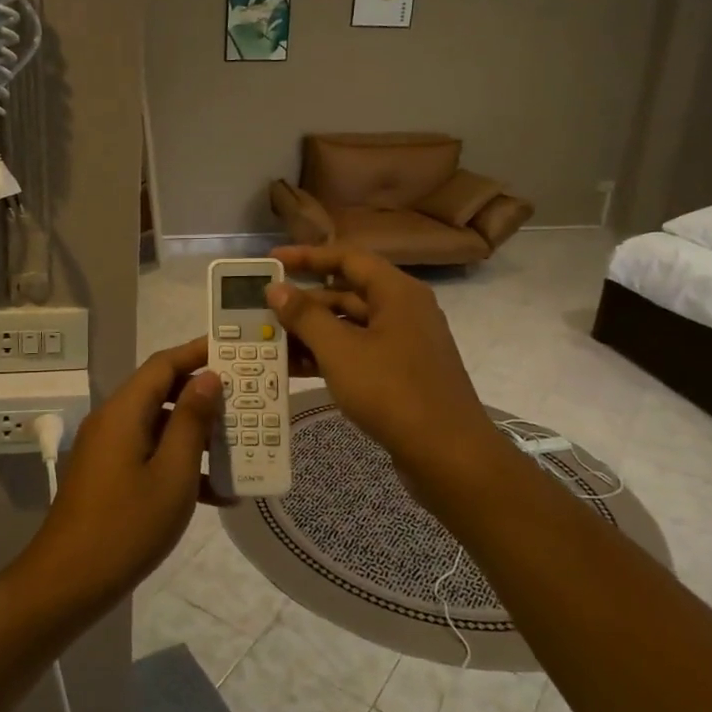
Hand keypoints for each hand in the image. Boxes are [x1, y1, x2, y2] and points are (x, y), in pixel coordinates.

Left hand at [21, 337, 223, 610]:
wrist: (67, 583)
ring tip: (242, 444)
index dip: (199, 352)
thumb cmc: (126, 526)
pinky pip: (149, 455)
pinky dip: (179, 464)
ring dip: (197, 434)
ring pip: (159, 426)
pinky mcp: (109, 477)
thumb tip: (207, 378)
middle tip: (248, 398)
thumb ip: (191, 422)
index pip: (164, 364)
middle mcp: (113, 421)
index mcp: (124, 411)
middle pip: (162, 392)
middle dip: (205, 394)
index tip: (236, 350)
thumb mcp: (172, 474)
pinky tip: (218, 493)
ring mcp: (108, 450)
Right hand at [269, 245, 495, 485]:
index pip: (347, 258)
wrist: (448, 455)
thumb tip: (277, 288)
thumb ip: (305, 316)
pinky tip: (295, 369)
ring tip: (270, 341)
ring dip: (312, 332)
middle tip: (263, 309)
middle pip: (346, 292)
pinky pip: (358, 352)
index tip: (271, 261)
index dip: (307, 256)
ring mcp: (404, 343)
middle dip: (304, 302)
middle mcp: (403, 310)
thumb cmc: (393, 392)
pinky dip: (328, 356)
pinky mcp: (400, 373)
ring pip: (349, 326)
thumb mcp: (340, 351)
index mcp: (396, 292)